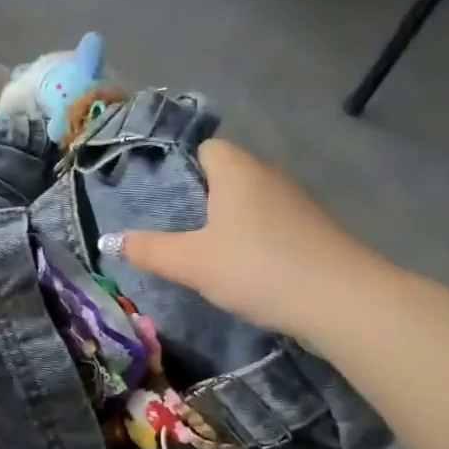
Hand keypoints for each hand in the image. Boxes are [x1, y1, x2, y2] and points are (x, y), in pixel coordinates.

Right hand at [99, 139, 387, 337]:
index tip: (163, 198)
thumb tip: (106, 239)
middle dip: (202, 198)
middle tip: (173, 229)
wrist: (342, 301)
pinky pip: (271, 224)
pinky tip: (243, 268)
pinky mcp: (313, 231)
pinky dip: (254, 238)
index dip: (183, 166)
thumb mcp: (192, 263)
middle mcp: (269, 177)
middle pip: (228, 174)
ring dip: (229, 221)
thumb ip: (149, 250)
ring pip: (251, 201)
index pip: (207, 147)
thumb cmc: (258, 268)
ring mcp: (297, 203)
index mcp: (238, 171)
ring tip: (203, 252)